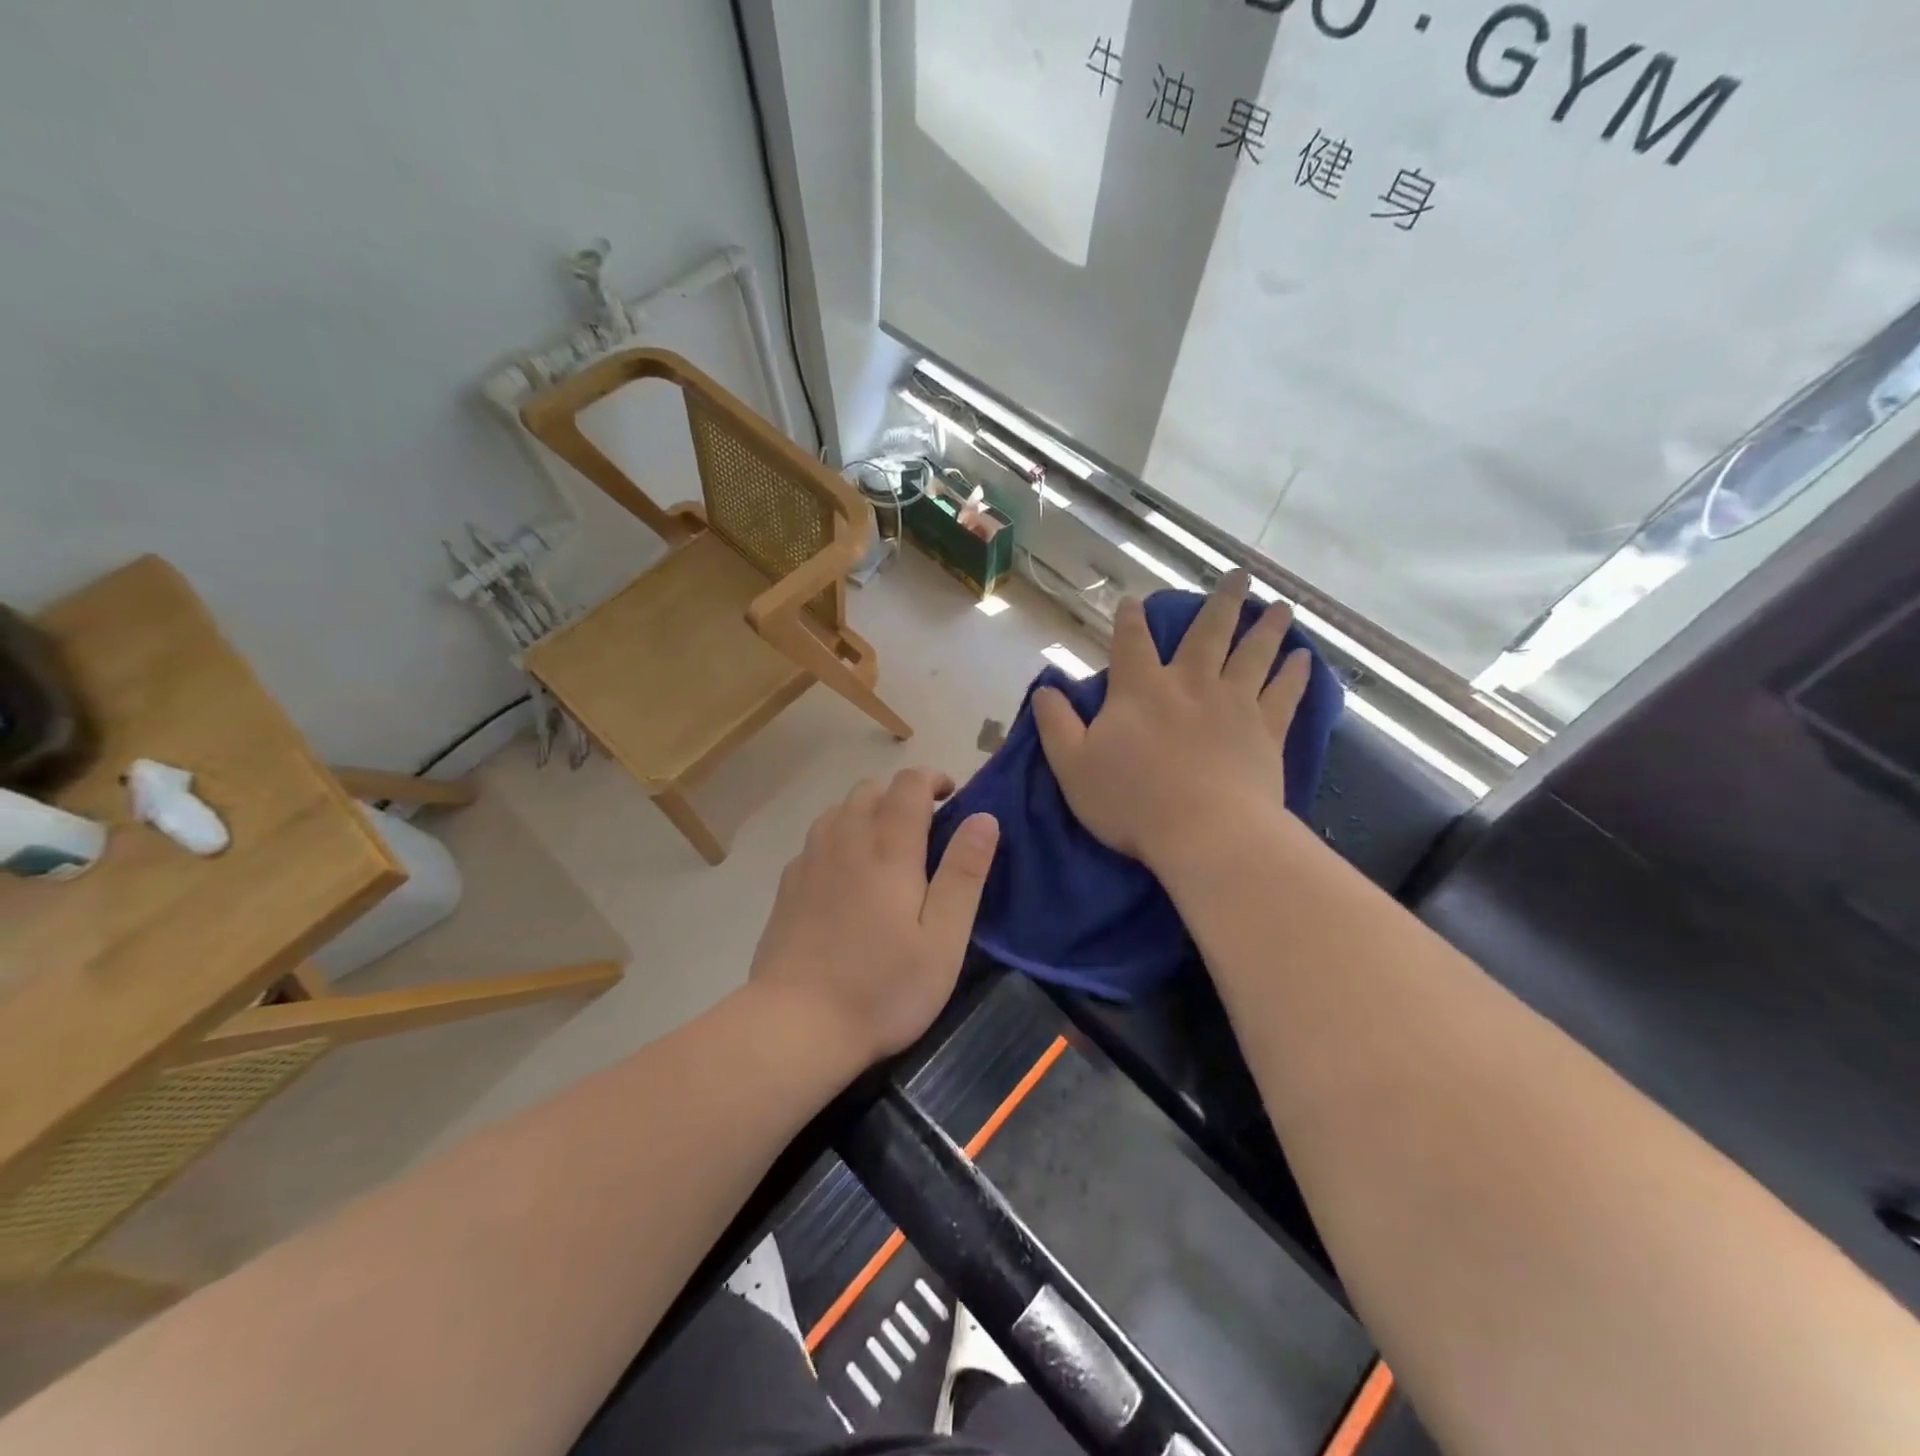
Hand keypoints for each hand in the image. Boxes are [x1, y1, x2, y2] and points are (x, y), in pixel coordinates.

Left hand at [749, 768, 999, 1067]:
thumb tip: (984, 817)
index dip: (933, 779)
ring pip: (839, 809)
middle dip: (901, 794)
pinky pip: (817, 838)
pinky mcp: (788, 885)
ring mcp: (810, 861)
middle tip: (925, 828)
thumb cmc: (882, 987)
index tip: (952, 797)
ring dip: (867, 811)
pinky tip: (846, 873)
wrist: (795, 1024)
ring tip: (886, 846)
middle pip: (871, 789)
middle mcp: (846, 841)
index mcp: (888, 850)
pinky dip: (839, 837)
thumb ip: (964, 874)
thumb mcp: (943, 940)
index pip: (909, 784)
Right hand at [1034, 572, 1312, 874]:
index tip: (1134, 600)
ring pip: (1254, 654)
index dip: (1130, 618)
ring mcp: (1234, 704)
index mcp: (1140, 690)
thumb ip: (1056, 723)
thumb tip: (1044, 688)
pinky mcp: (1267, 731)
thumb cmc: (1131, 801)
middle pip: (1208, 632)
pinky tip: (1305, 659)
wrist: (1204, 833)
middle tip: (1239, 574)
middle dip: (1222, 602)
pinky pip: (1284, 694)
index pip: (1131, 642)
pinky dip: (1296, 674)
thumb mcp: (1072, 765)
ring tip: (1280, 606)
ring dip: (1267, 628)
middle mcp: (1190, 684)